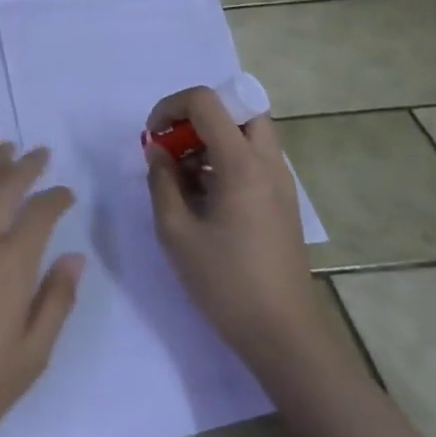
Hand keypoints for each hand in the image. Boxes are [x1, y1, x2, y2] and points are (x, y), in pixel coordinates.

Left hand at [0, 148, 85, 436]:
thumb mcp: (31, 356)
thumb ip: (56, 301)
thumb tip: (74, 257)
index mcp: (10, 264)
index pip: (39, 214)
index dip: (55, 198)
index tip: (65, 192)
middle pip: (3, 185)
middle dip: (25, 165)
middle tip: (39, 152)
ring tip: (2, 150)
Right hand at [144, 86, 318, 363]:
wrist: (283, 335)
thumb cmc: (224, 282)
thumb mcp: (175, 230)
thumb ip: (161, 180)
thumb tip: (157, 150)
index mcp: (242, 164)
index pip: (207, 101)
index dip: (171, 106)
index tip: (152, 137)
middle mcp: (269, 163)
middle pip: (238, 107)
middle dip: (198, 115)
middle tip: (173, 144)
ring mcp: (281, 182)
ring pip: (248, 132)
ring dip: (212, 137)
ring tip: (182, 174)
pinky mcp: (282, 201)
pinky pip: (254, 158)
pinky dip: (225, 158)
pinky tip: (202, 195)